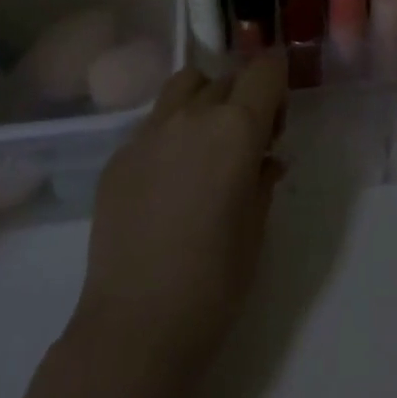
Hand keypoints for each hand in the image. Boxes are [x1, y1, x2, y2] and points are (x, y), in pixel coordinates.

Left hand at [71, 55, 287, 364]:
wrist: (136, 327)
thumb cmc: (214, 282)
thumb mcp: (257, 226)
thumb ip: (263, 178)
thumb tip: (265, 159)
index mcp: (236, 128)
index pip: (265, 69)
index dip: (278, 81)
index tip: (278, 116)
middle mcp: (192, 116)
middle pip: (227, 78)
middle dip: (244, 98)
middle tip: (247, 144)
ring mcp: (149, 132)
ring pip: (184, 87)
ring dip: (204, 101)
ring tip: (204, 146)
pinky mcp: (118, 157)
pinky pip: (153, 125)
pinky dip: (170, 135)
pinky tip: (168, 182)